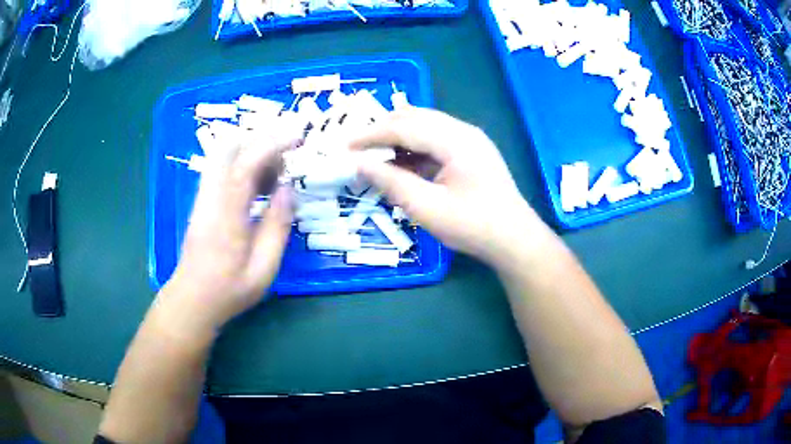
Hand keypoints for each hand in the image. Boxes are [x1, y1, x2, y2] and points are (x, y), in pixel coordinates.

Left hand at [162, 134, 296, 333]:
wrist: (192, 299)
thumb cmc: (230, 290)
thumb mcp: (264, 268)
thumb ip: (277, 226)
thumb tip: (288, 190)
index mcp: (227, 214)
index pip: (246, 164)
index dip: (273, 144)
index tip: (298, 137)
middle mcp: (211, 197)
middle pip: (229, 149)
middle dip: (261, 140)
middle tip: (288, 153)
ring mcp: (203, 197)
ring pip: (223, 156)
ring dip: (252, 151)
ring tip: (277, 171)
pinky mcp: (202, 201)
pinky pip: (221, 169)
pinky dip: (242, 164)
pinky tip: (259, 184)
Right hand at [351, 108, 542, 264]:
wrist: (515, 240)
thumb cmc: (473, 226)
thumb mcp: (426, 208)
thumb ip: (391, 182)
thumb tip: (359, 163)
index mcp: (455, 139)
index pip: (404, 126)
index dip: (371, 135)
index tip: (345, 146)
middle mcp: (463, 131)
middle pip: (415, 118)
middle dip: (383, 131)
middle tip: (358, 149)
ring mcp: (470, 141)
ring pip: (425, 127)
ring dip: (398, 139)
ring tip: (376, 157)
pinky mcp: (472, 153)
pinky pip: (436, 141)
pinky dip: (414, 149)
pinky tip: (402, 165)